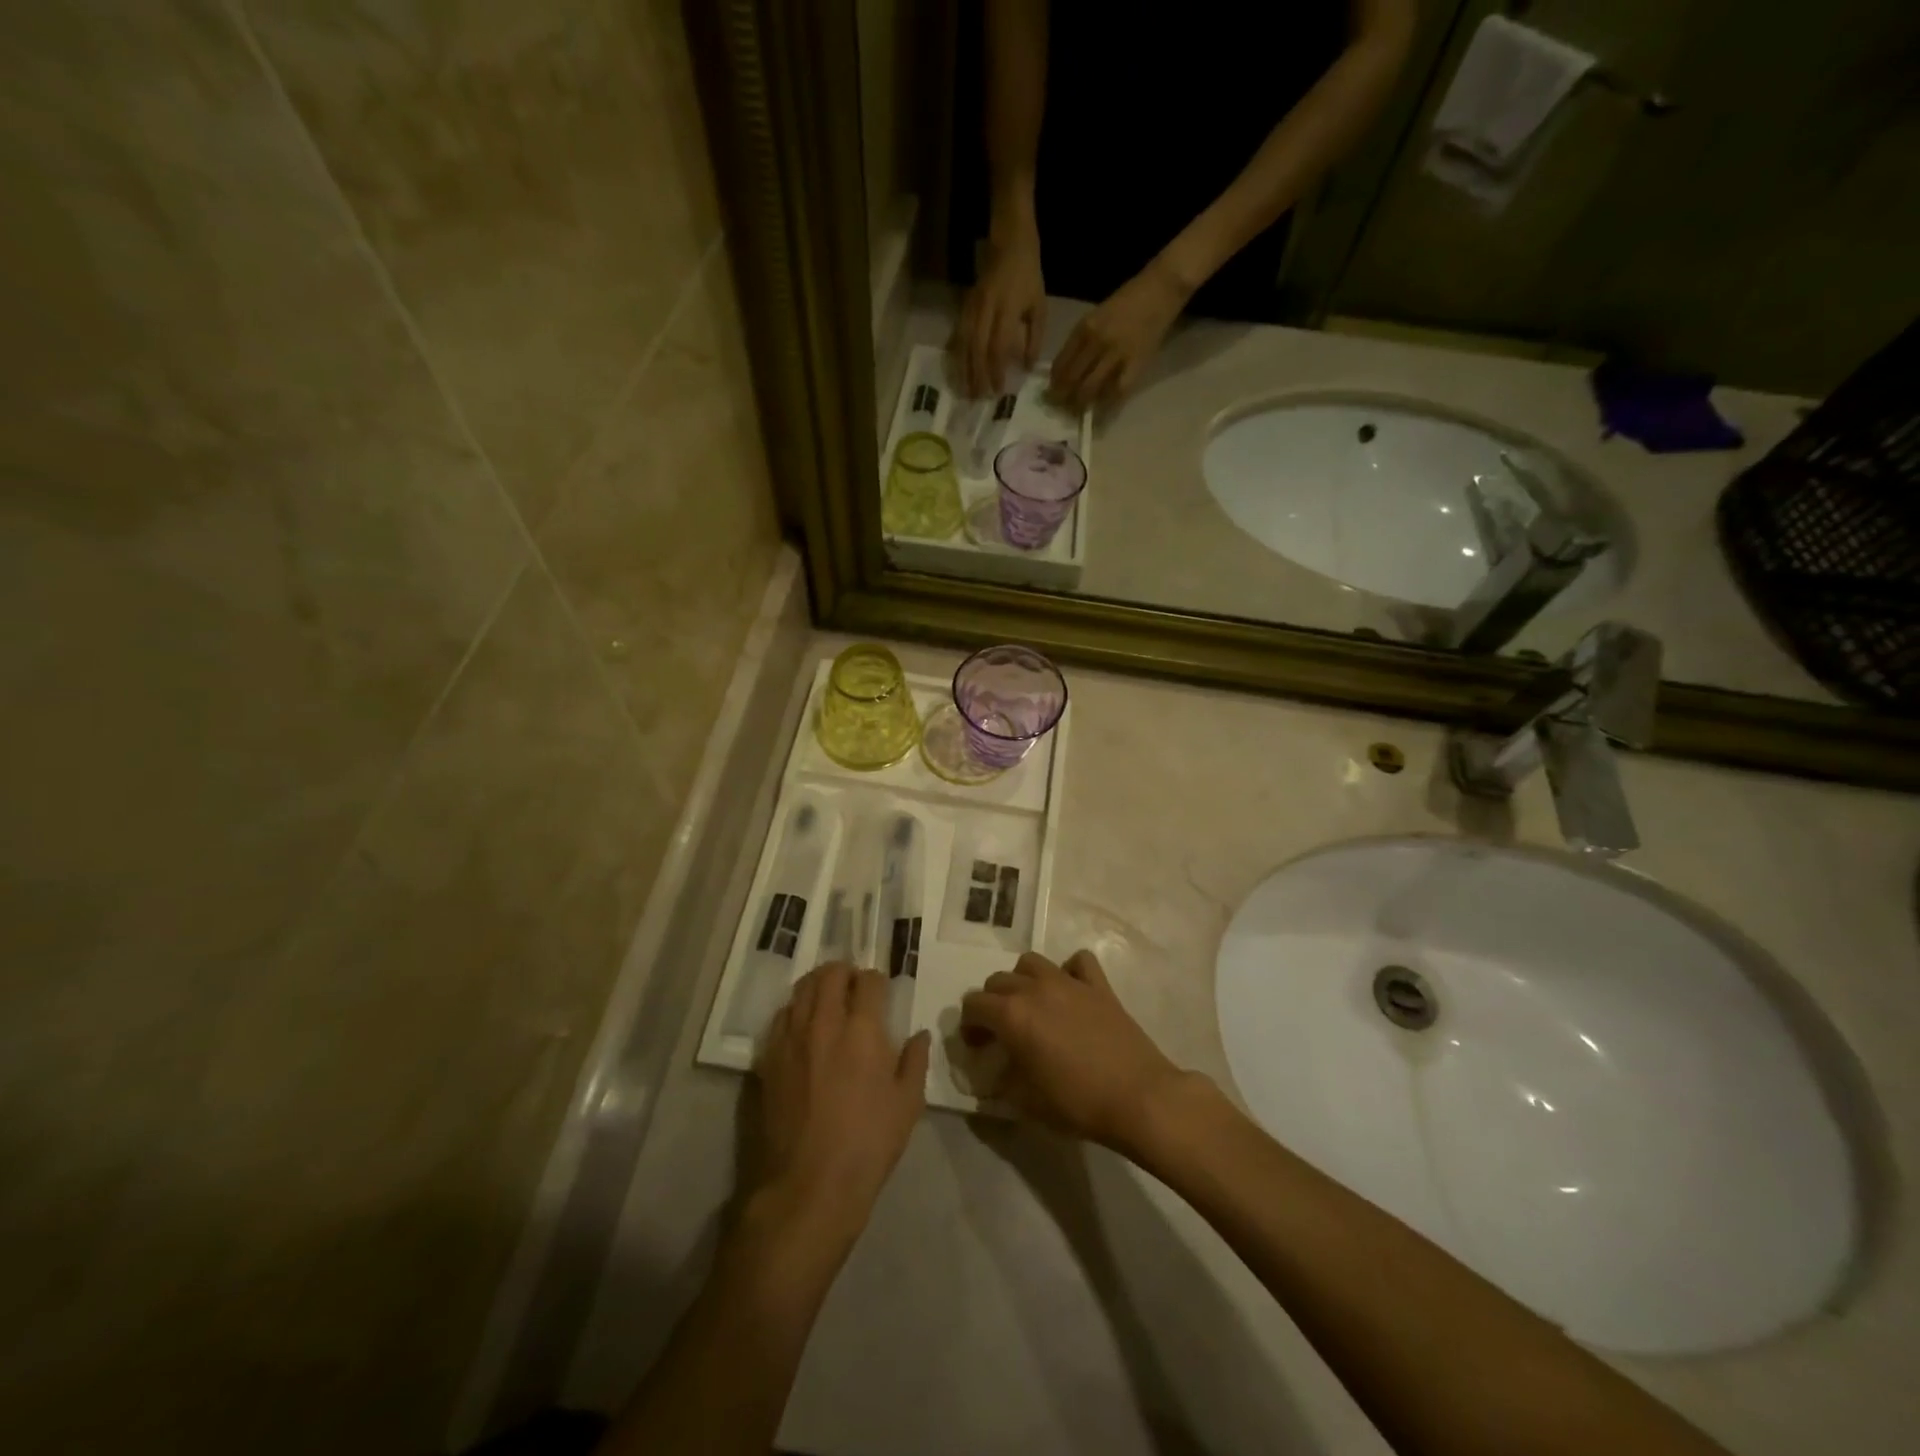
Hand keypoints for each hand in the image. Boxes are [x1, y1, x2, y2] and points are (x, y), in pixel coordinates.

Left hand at [753, 964, 930, 1245]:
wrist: (809, 1184)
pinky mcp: (770, 1057)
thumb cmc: (868, 1144)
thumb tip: (919, 1034)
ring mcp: (792, 1038)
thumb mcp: (908, 1104)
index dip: (877, 981)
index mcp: (863, 1029)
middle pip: (830, 974)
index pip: (869, 980)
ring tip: (829, 998)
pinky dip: (796, 1009)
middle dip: (846, 972)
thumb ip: (915, 1061)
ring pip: (802, 988)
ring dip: (818, 984)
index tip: (882, 993)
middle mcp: (824, 1023)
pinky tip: (804, 1025)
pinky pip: (781, 1015)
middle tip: (854, 987)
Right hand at [952, 223, 1045, 397]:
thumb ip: (1034, 339)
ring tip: (965, 390)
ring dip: (964, 369)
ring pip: (964, 343)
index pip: (998, 346)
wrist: (1009, 243)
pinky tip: (957, 370)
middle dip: (977, 375)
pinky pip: (958, 334)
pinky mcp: (963, 306)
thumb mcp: (1039, 307)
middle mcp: (986, 309)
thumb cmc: (1028, 278)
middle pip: (977, 348)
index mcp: (1007, 309)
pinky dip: (957, 355)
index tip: (999, 390)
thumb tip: (1026, 368)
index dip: (997, 370)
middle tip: (978, 398)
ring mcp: (972, 307)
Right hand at [960, 950, 1189, 1152]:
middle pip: (998, 981)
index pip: (974, 1005)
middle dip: (992, 1003)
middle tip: (1000, 1031)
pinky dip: (1069, 971)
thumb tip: (996, 1072)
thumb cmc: (1078, 1103)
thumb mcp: (1027, 1101)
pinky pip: (1078, 962)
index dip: (969, 1025)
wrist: (1138, 1098)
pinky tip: (1070, 991)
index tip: (977, 1046)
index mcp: (1012, 1015)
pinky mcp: (1099, 985)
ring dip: (1023, 980)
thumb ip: (1003, 1080)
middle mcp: (1036, 988)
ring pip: (1032, 963)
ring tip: (1031, 1006)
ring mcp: (1069, 982)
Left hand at [1048, 259, 1192, 411]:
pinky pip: (1116, 391)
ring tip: (1076, 411)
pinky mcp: (1135, 364)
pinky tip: (1100, 411)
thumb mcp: (1096, 316)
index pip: (1061, 363)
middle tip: (1060, 408)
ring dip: (1080, 404)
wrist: (1160, 289)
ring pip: (1090, 388)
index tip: (1051, 393)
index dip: (1054, 383)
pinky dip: (1106, 404)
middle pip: (1072, 379)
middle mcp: (1096, 342)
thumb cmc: (1127, 301)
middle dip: (1062, 398)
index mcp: (1084, 328)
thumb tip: (1067, 369)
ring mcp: (1116, 354)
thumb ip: (1082, 341)